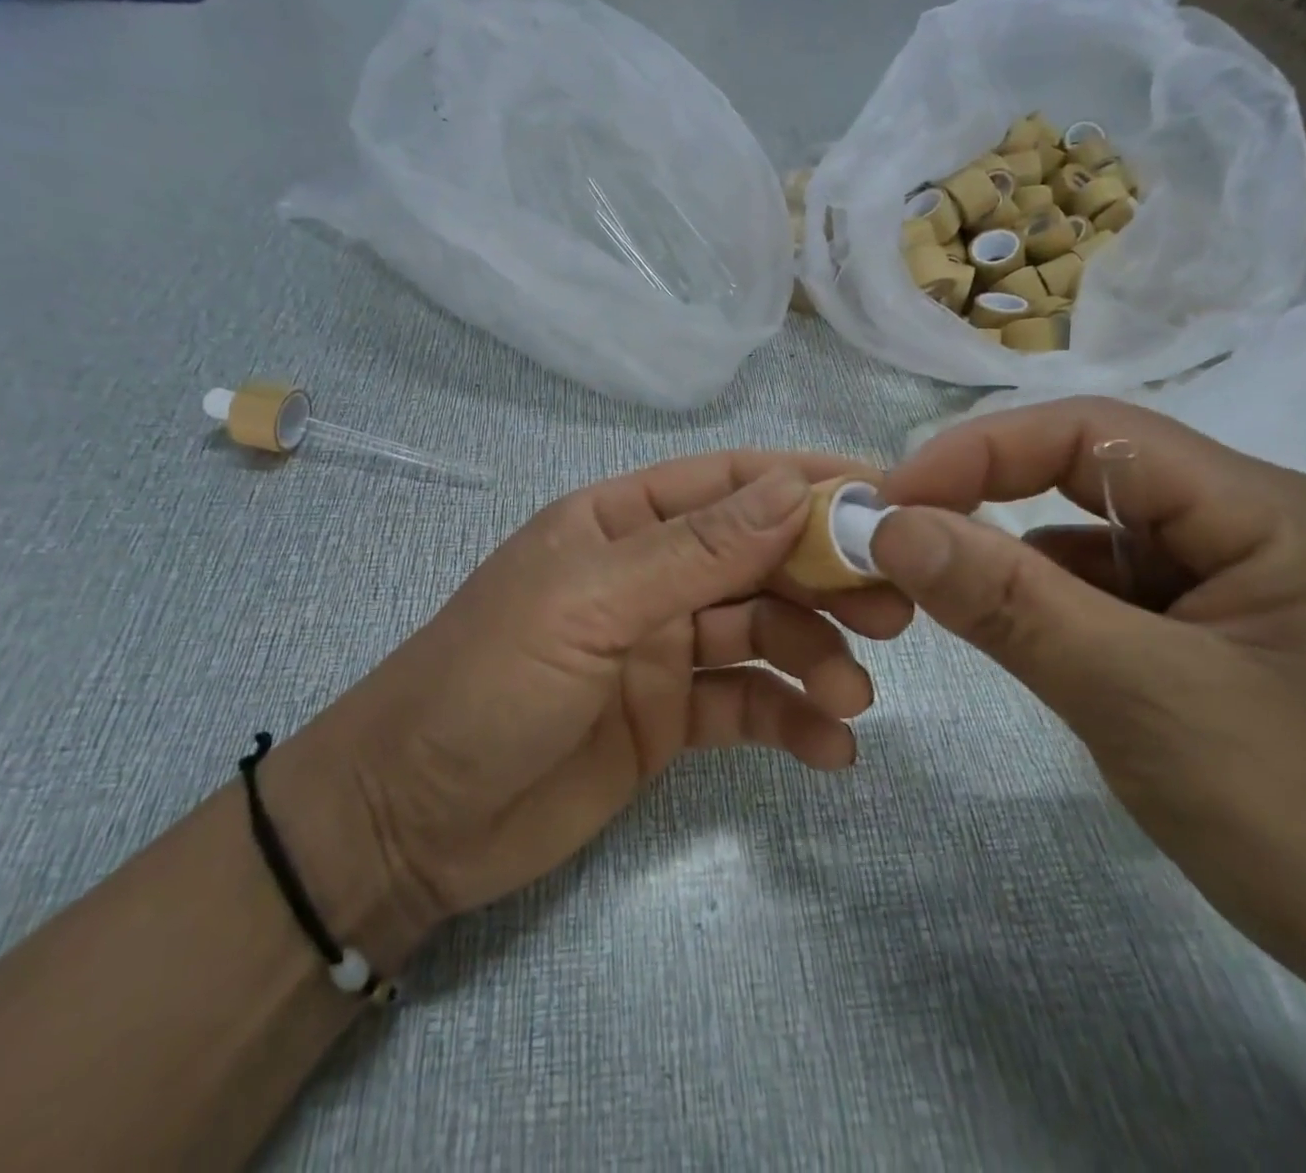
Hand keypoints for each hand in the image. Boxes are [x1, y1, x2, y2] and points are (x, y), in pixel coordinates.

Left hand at [314, 453, 911, 959]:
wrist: (412, 822)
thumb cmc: (489, 685)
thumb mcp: (590, 605)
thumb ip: (696, 551)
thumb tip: (792, 488)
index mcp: (622, 524)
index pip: (729, 484)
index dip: (804, 483)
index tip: (884, 499)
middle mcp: (650, 576)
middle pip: (759, 558)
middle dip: (826, 576)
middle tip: (893, 609)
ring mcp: (663, 648)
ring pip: (763, 632)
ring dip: (816, 656)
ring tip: (852, 695)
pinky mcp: (671, 717)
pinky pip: (747, 705)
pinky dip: (792, 720)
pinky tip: (831, 748)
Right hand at [868, 398, 1305, 1027]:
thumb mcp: (1139, 700)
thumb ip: (1009, 603)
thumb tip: (891, 527)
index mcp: (1267, 510)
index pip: (1095, 433)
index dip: (980, 451)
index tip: (891, 501)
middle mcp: (1252, 524)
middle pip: (1091, 475)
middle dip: (987, 498)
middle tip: (897, 537)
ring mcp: (1233, 580)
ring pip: (1091, 538)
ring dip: (1012, 558)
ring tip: (939, 590)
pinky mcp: (1212, 633)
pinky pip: (1106, 592)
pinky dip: (1046, 604)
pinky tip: (1016, 635)